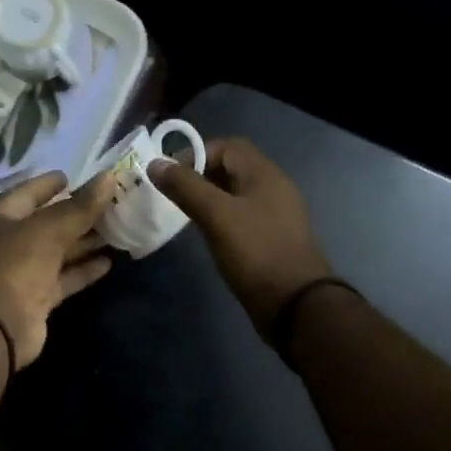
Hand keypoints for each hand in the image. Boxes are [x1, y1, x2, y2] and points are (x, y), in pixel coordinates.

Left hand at [0, 170, 116, 366]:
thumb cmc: (16, 264)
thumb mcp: (49, 228)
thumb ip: (81, 206)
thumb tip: (109, 177)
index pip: (25, 194)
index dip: (48, 185)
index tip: (72, 177)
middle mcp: (5, 244)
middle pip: (45, 224)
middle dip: (76, 215)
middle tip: (108, 204)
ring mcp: (20, 273)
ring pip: (57, 252)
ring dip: (84, 242)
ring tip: (117, 230)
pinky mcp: (36, 299)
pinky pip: (63, 278)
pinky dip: (83, 270)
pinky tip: (109, 261)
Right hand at [148, 138, 333, 335]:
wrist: (295, 304)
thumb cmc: (255, 252)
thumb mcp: (216, 215)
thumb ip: (186, 187)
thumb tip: (155, 163)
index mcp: (264, 174)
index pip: (227, 146)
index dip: (195, 154)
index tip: (170, 177)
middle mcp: (273, 187)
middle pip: (232, 168)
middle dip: (199, 176)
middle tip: (172, 195)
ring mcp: (275, 214)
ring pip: (236, 194)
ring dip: (209, 198)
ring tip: (184, 215)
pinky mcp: (272, 238)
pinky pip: (242, 216)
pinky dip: (221, 218)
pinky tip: (207, 235)